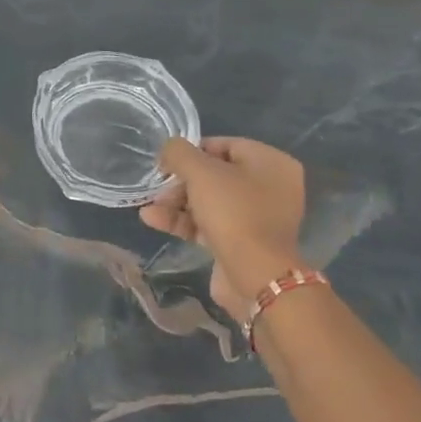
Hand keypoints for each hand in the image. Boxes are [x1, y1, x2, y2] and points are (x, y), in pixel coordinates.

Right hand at [141, 137, 307, 322]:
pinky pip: (210, 224)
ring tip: (149, 206)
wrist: (255, 276)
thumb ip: (180, 153)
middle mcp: (271, 187)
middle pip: (216, 175)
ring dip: (177, 202)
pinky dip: (184, 221)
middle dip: (181, 181)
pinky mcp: (243, 243)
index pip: (226, 145)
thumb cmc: (234, 212)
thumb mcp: (201, 172)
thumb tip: (169, 149)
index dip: (193, 150)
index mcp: (272, 163)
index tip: (167, 161)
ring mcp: (258, 217)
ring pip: (210, 201)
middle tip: (157, 188)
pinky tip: (152, 220)